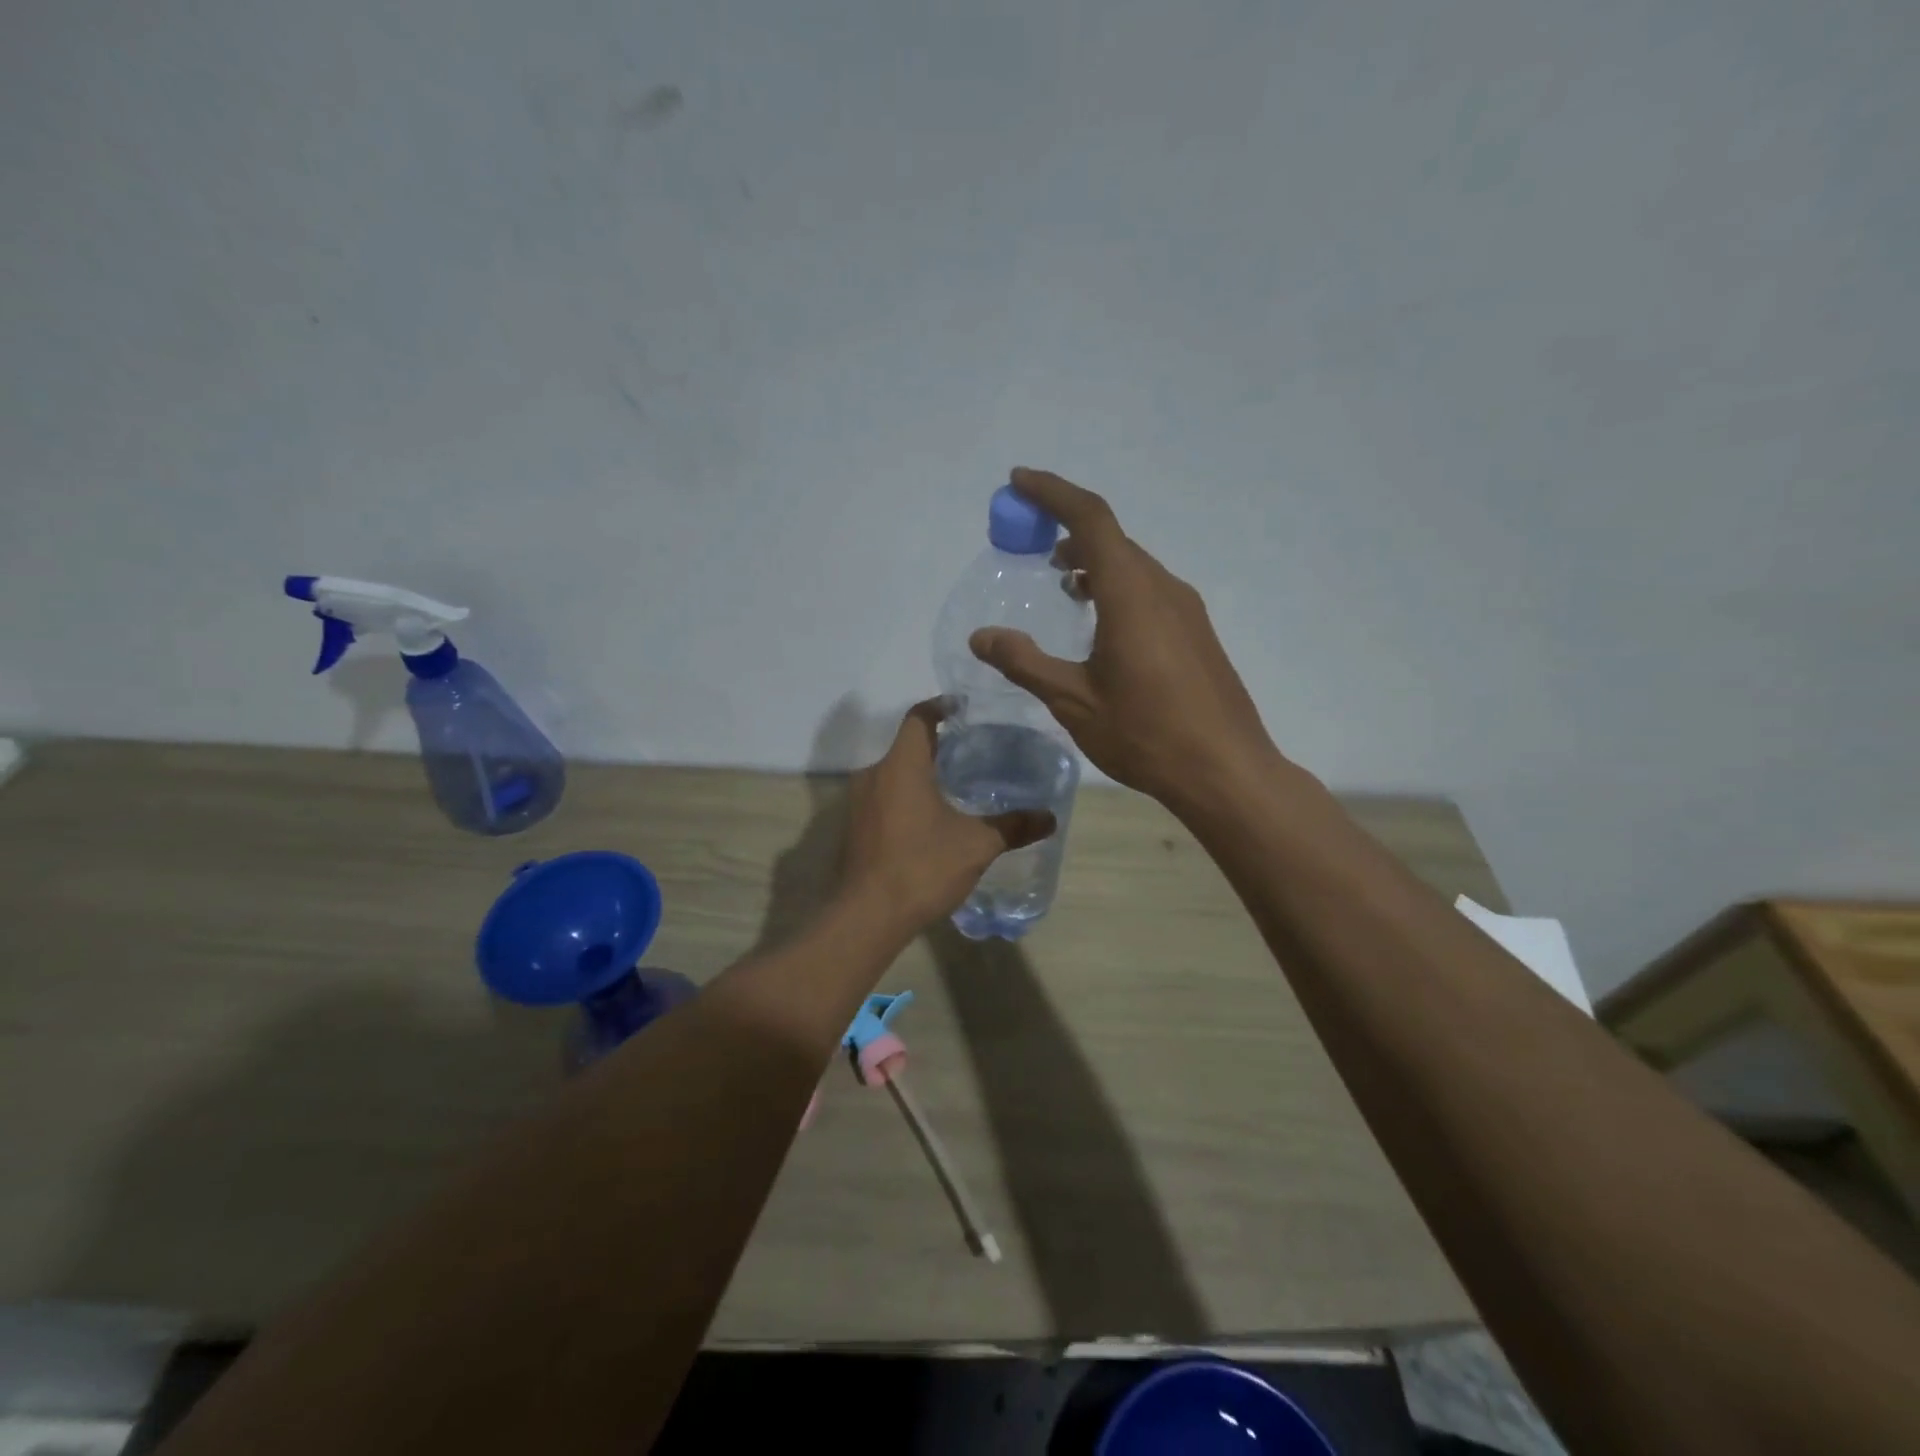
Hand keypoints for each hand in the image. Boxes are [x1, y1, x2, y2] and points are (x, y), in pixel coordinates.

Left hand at [839, 699, 1055, 932]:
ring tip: (953, 788)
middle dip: (936, 747)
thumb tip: (1050, 818)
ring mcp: (858, 803)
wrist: (868, 916)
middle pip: (906, 747)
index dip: (940, 707)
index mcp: (902, 766)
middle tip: (969, 754)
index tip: (961, 708)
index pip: (919, 718)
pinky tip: (928, 822)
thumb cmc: (922, 867)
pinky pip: (883, 799)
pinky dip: (905, 799)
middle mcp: (874, 775)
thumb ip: (1012, 827)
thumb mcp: (976, 846)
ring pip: (893, 775)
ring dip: (919, 776)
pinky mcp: (854, 828)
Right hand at [969, 467, 1278, 813]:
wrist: (1225, 770)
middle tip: (1030, 540)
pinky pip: (1149, 590)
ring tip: (1061, 578)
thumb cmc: (1145, 733)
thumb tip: (981, 636)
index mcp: (1131, 593)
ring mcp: (1186, 610)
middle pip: (1112, 538)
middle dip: (1068, 528)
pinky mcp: (1196, 633)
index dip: (1054, 493)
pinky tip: (1100, 620)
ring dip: (1094, 561)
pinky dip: (1116, 586)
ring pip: (1133, 566)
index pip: (1091, 519)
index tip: (1018, 482)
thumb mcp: (1073, 701)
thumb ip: (1025, 663)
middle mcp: (1162, 588)